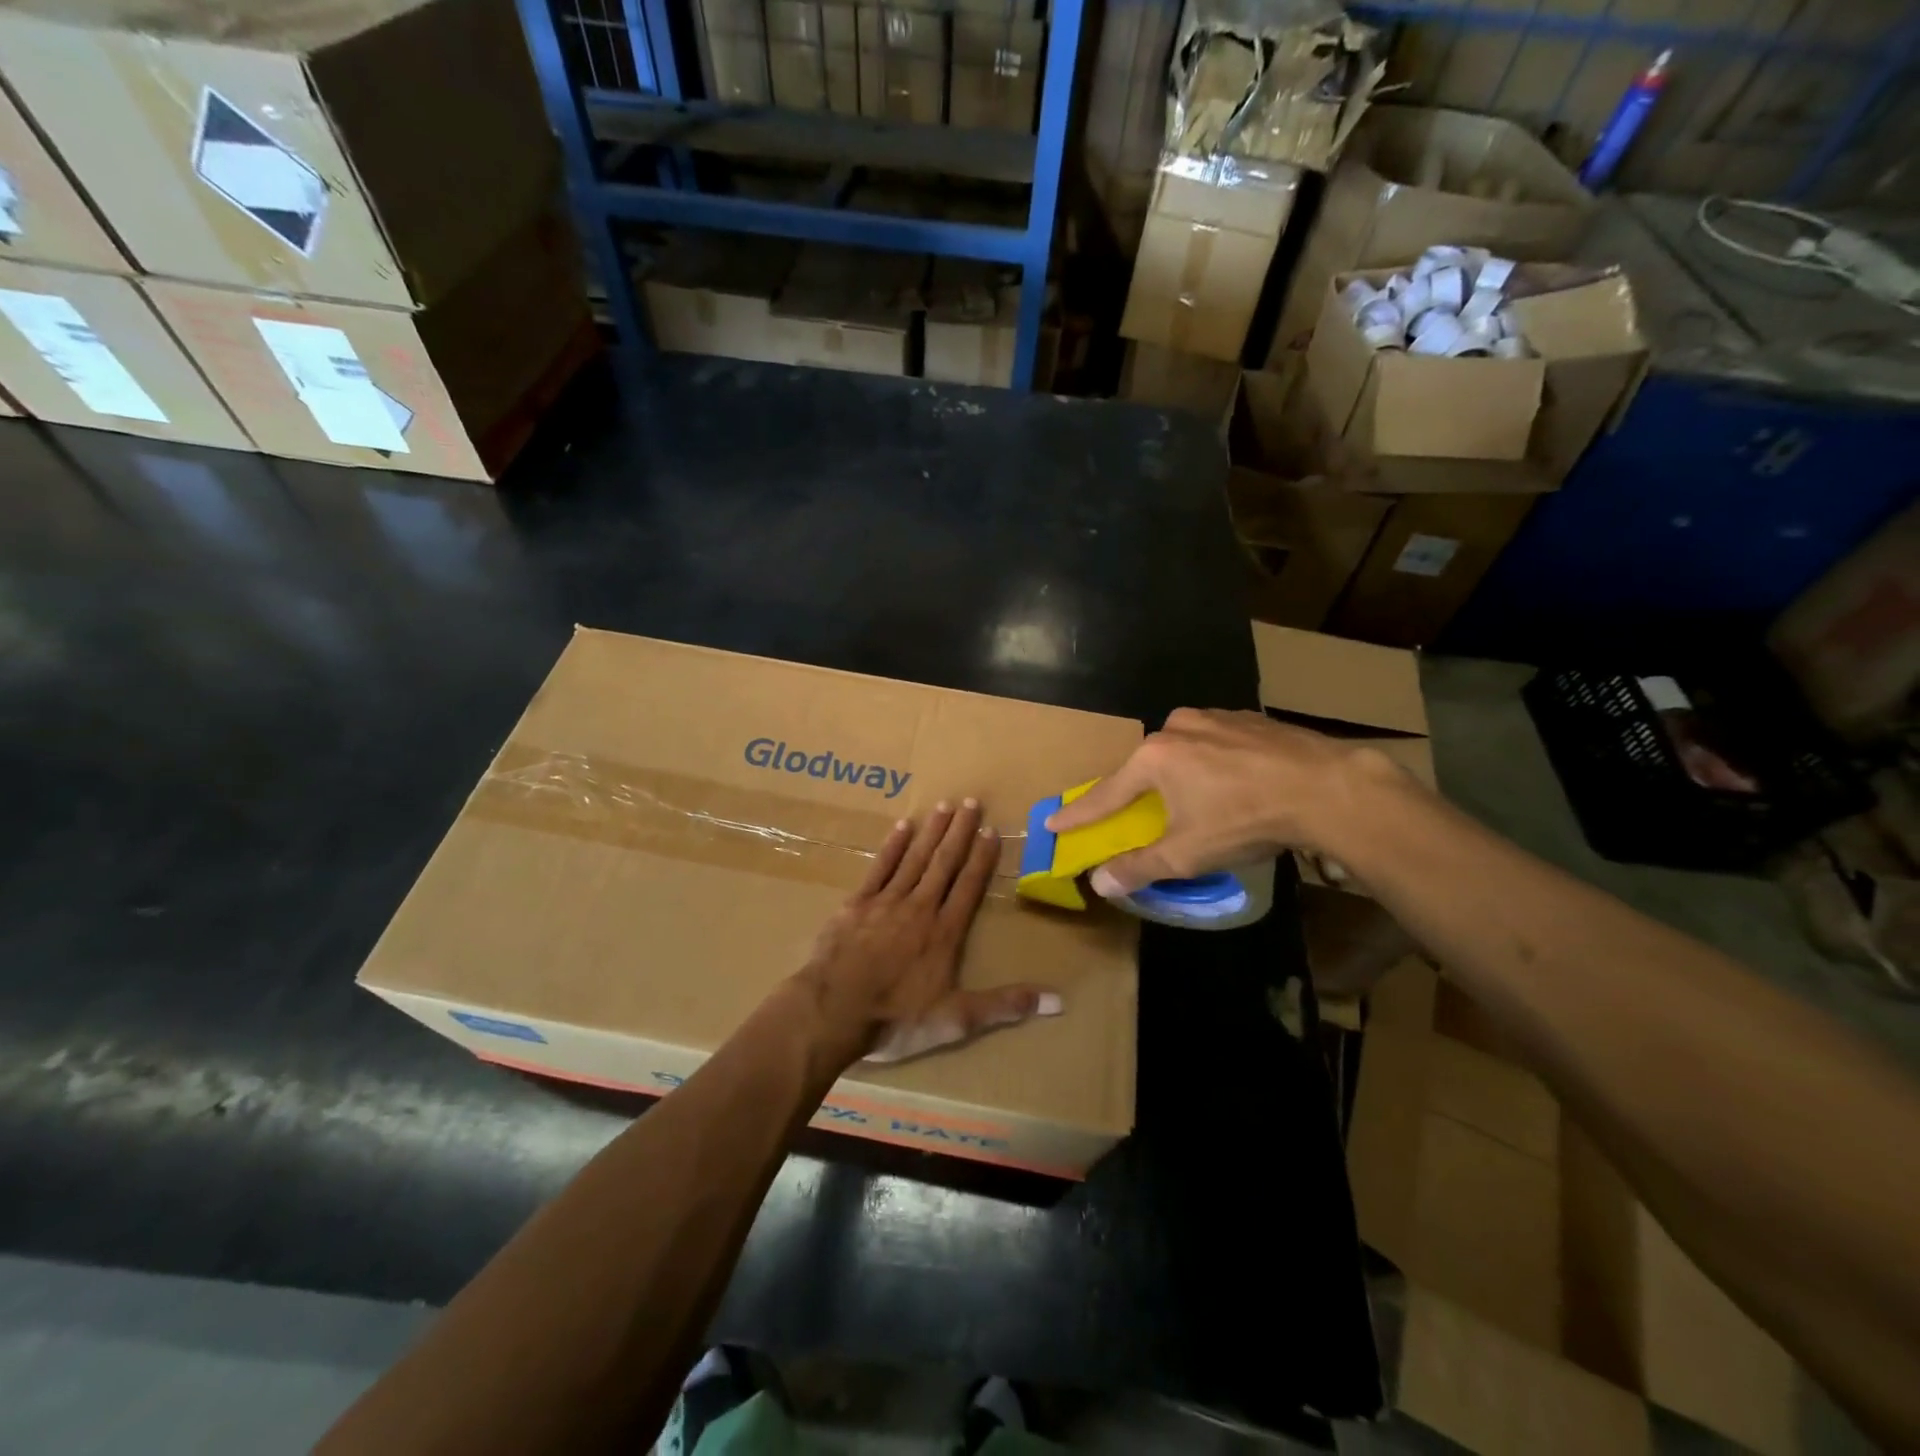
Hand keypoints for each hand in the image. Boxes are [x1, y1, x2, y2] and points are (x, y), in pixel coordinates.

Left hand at [797, 799, 1061, 1065]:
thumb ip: (1005, 1005)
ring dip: (931, 831)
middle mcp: (919, 908)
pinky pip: (879, 868)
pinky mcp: (857, 904)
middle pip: (944, 863)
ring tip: (944, 805)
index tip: (991, 830)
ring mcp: (886, 902)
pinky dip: (892, 846)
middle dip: (959, 831)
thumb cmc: (896, 1018)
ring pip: (915, 858)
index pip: (969, 886)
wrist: (833, 1012)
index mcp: (944, 932)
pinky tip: (903, 826)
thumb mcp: (956, 1019)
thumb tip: (1059, 1001)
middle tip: (971, 801)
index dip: (982, 857)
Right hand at [1045, 708, 1393, 897]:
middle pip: (1147, 767)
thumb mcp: (1187, 853)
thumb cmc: (1245, 819)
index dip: (1079, 813)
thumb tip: (1100, 883)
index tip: (1053, 821)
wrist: (1327, 787)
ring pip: (1185, 750)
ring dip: (1184, 775)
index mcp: (1155, 757)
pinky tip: (1238, 781)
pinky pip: (1218, 742)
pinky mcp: (1251, 718)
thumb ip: (1139, 866)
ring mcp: (1217, 717)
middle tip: (1145, 814)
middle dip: (1142, 792)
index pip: (1106, 793)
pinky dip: (1216, 762)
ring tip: (1204, 801)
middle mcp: (1178, 727)